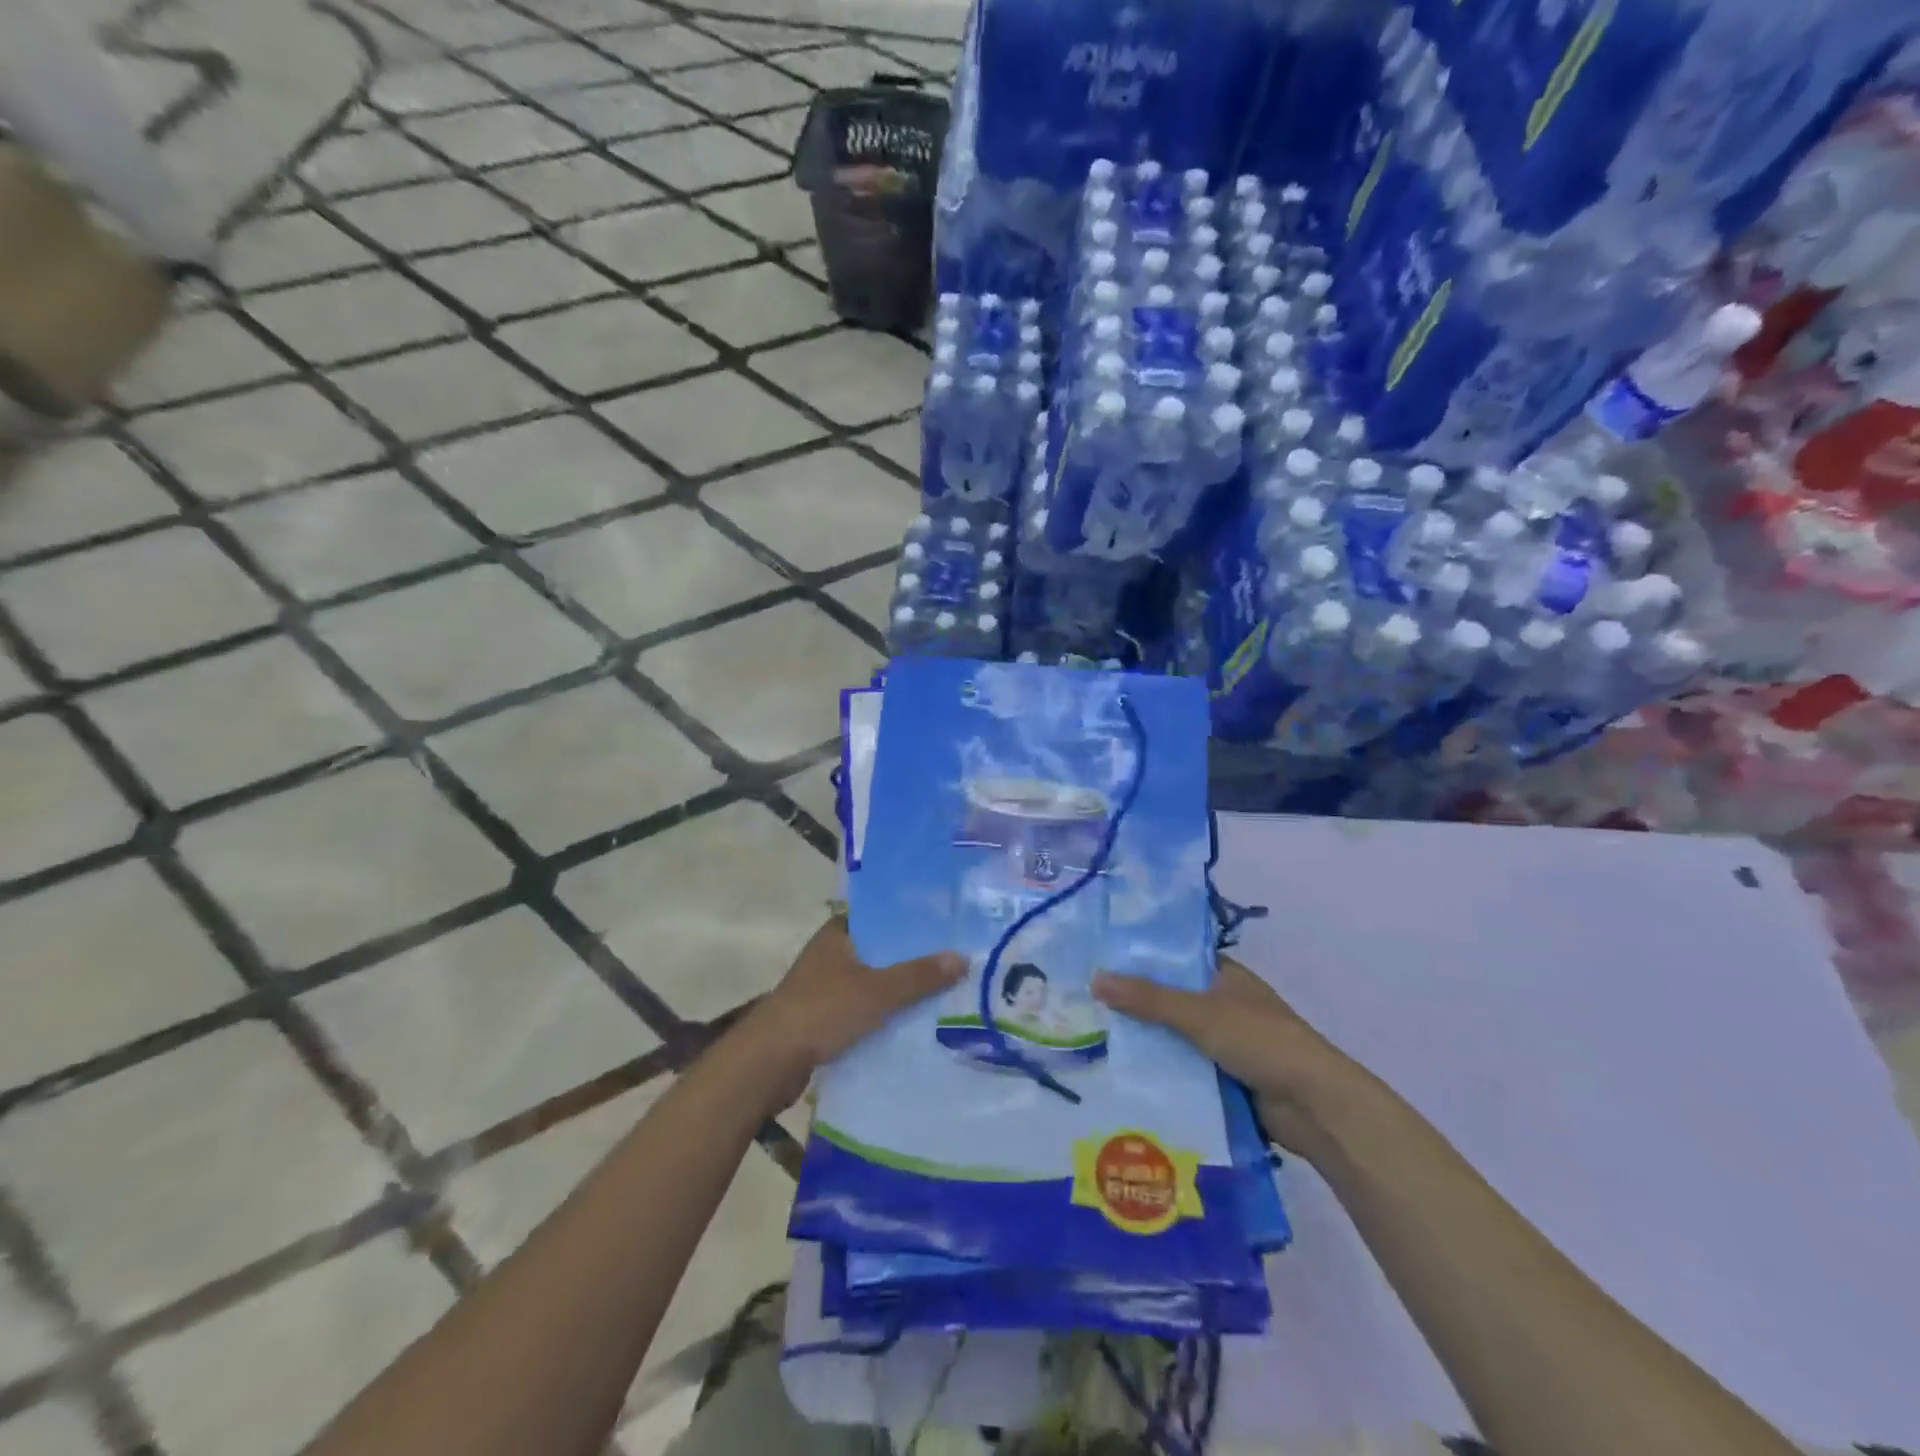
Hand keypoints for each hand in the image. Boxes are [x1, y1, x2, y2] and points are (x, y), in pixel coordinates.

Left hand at [744, 917, 964, 1107]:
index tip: (945, 925)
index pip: (879, 915)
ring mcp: (823, 988)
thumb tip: (962, 957)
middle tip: (954, 961)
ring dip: (898, 991)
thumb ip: (919, 975)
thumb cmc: (822, 1011)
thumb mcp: (877, 991)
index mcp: (837, 934)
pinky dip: (883, 1016)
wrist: (769, 1062)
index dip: (910, 920)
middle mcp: (830, 954)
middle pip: (879, 951)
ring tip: (942, 993)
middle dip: (911, 959)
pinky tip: (912, 1025)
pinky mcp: (822, 1019)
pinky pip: (862, 1011)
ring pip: (871, 983)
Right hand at [1092, 957, 1364, 1155]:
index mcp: (1226, 976)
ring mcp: (1227, 1043)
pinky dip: (1163, 1072)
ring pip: (1176, 1037)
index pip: (1176, 959)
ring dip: (1148, 1042)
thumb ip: (1148, 998)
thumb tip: (1095, 978)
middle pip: (1172, 1000)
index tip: (1099, 961)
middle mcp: (1225, 1004)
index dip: (1141, 959)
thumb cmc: (1260, 1040)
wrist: (1315, 1105)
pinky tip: (1125, 1075)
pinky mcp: (1227, 1078)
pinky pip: (1185, 1069)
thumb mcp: (1199, 1013)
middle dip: (1136, 1005)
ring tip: (1093, 1040)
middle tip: (1086, 1003)